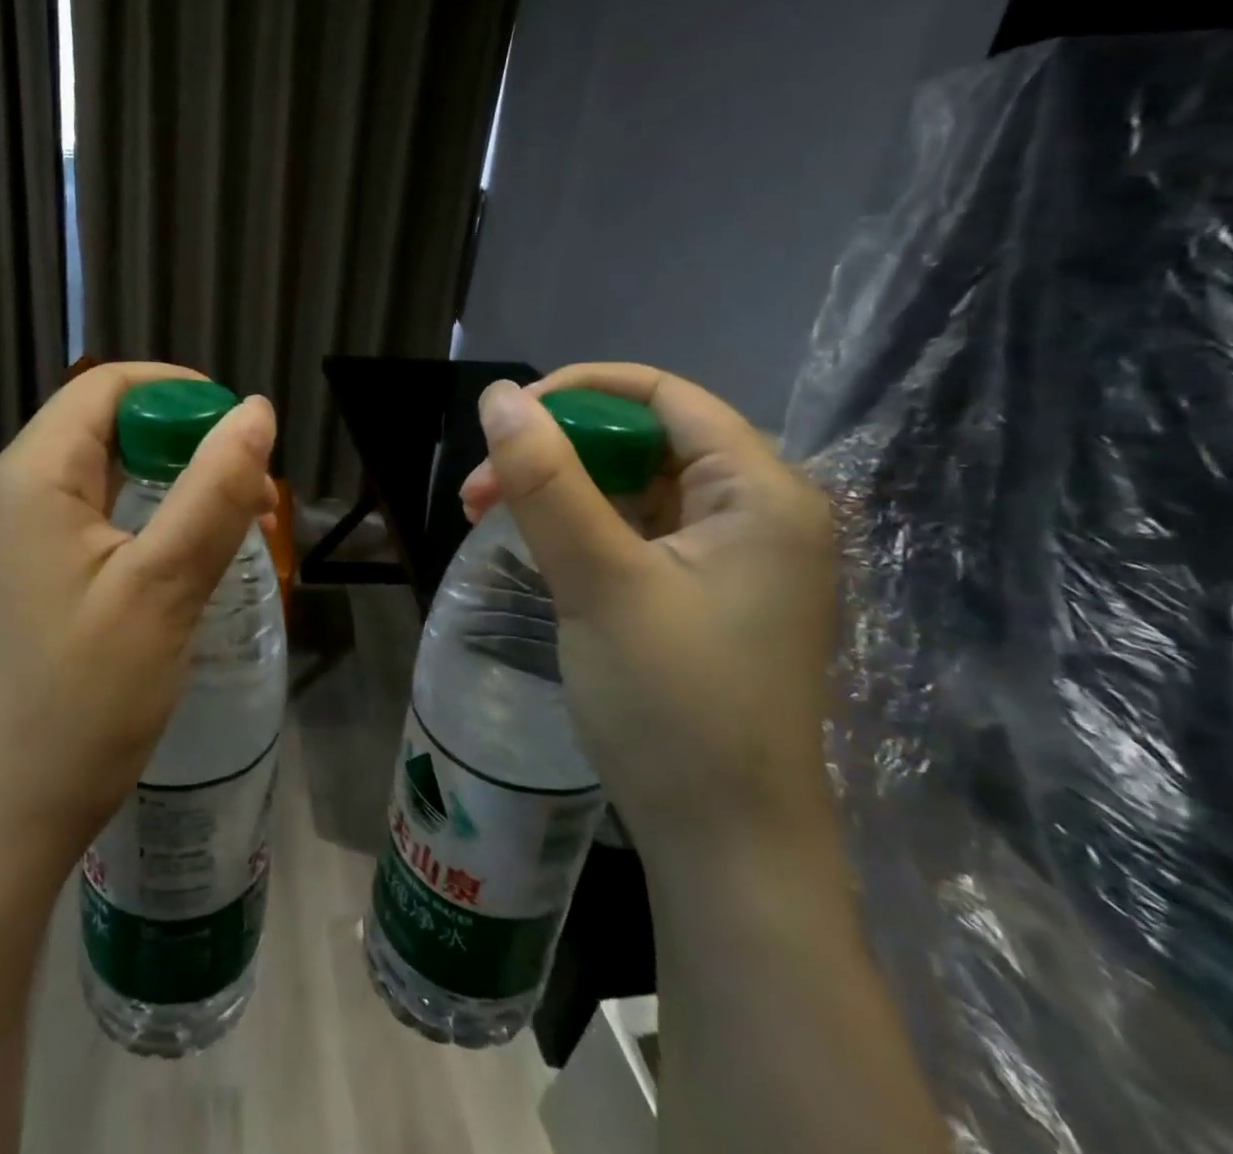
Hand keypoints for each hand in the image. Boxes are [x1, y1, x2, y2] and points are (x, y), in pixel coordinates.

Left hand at [0, 363, 277, 871]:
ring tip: (225, 525)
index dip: (178, 392)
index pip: (105, 387)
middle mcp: (4, 494)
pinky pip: (80, 521)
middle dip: (179, 443)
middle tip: (245, 492)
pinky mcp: (10, 579)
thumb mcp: (163, 588)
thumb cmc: (81, 701)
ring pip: (94, 477)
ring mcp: (1, 540)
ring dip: (163, 484)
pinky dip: (135, 521)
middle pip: (99, 428)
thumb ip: (214, 491)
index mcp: (29, 477)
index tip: (240, 431)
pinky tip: (173, 561)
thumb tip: (255, 413)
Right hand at [461, 364, 838, 858]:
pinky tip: (534, 547)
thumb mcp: (600, 582)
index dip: (579, 392)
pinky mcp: (703, 594)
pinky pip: (635, 532)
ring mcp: (733, 557)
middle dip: (554, 452)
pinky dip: (579, 529)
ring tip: (485, 516)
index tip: (504, 420)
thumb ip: (547, 482)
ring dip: (557, 491)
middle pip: (643, 441)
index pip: (666, 397)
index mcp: (762, 493)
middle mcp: (758, 512)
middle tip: (478, 490)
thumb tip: (499, 396)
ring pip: (632, 487)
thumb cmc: (673, 707)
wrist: (723, 848)